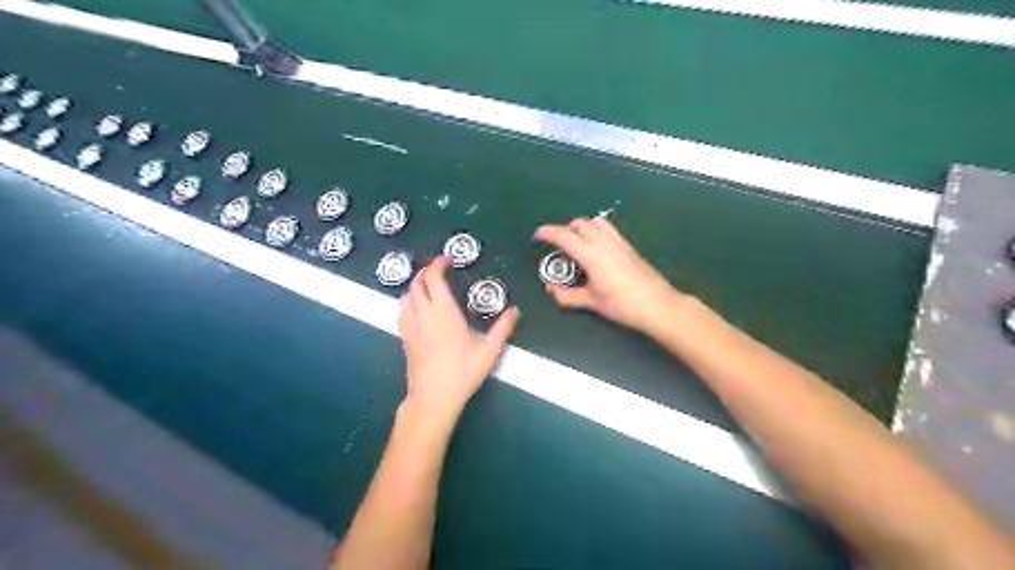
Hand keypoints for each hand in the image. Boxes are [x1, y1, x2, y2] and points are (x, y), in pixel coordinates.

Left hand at [399, 255, 521, 418]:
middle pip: (416, 284)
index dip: (438, 264)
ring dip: (415, 287)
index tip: (448, 261)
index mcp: (444, 312)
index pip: (434, 278)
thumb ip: (503, 328)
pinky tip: (417, 311)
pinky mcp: (404, 339)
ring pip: (405, 297)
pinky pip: (401, 313)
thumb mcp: (489, 351)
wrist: (434, 398)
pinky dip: (408, 304)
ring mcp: (410, 327)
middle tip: (440, 272)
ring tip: (429, 289)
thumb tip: (515, 311)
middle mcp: (424, 315)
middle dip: (426, 273)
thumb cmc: (463, 373)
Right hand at [531, 215, 690, 332]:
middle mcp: (604, 242)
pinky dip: (596, 231)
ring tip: (577, 245)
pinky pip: (608, 229)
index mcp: (592, 255)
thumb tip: (552, 290)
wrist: (658, 305)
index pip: (564, 236)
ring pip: (596, 222)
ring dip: (582, 227)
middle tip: (559, 246)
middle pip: (580, 223)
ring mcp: (619, 242)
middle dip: (565, 230)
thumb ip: (568, 295)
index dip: (547, 233)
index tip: (537, 236)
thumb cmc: (623, 305)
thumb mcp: (592, 302)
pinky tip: (596, 250)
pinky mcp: (629, 246)